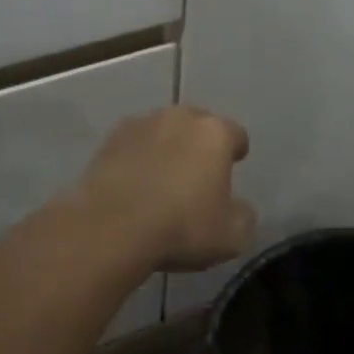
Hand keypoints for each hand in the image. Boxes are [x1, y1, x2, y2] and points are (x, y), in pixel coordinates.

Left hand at [73, 106, 255, 271]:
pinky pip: (134, 144)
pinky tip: (135, 182)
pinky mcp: (110, 138)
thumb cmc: (181, 226)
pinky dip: (138, 157)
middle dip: (200, 144)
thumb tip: (239, 208)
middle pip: (197, 125)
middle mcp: (179, 117)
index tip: (235, 164)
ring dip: (167, 147)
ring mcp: (141, 124)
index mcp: (214, 133)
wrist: (111, 225)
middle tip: (198, 173)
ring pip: (163, 131)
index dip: (236, 150)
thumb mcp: (231, 236)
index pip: (235, 134)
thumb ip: (243, 216)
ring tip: (163, 177)